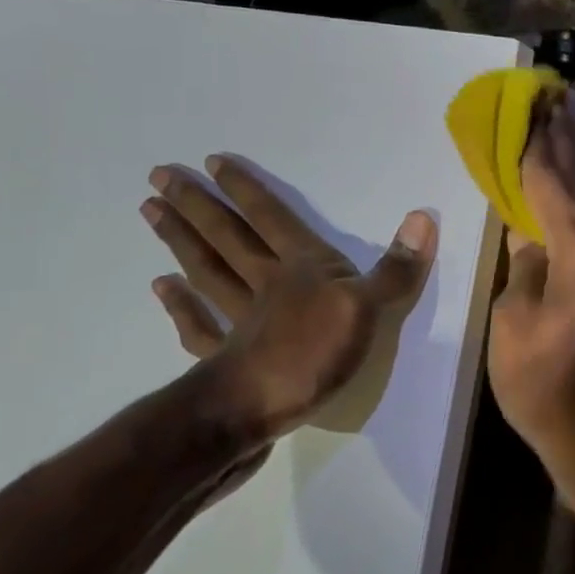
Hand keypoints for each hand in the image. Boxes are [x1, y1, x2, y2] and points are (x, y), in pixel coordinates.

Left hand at [141, 155, 436, 441]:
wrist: (258, 410)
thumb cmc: (315, 353)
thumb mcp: (369, 307)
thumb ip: (395, 268)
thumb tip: (423, 217)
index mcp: (301, 268)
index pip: (272, 219)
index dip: (246, 191)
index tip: (211, 163)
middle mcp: (265, 285)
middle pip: (229, 238)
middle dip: (198, 206)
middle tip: (159, 177)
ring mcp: (239, 320)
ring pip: (208, 271)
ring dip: (181, 242)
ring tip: (151, 213)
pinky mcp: (225, 357)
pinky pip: (199, 325)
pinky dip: (179, 306)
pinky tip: (159, 288)